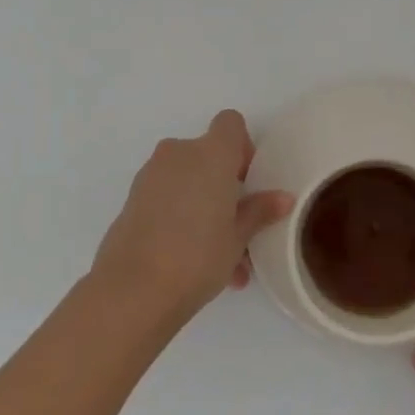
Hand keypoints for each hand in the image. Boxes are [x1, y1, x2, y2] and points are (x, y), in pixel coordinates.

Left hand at [92, 110, 293, 322]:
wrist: (132, 291)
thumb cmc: (197, 256)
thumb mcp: (238, 237)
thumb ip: (260, 211)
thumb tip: (283, 198)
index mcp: (210, 153)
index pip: (230, 124)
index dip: (243, 148)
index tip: (248, 182)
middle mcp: (178, 154)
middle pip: (208, 156)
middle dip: (224, 186)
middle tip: (238, 226)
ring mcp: (150, 176)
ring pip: (187, 181)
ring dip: (204, 208)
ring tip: (222, 259)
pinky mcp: (131, 200)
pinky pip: (167, 199)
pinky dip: (181, 218)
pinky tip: (193, 262)